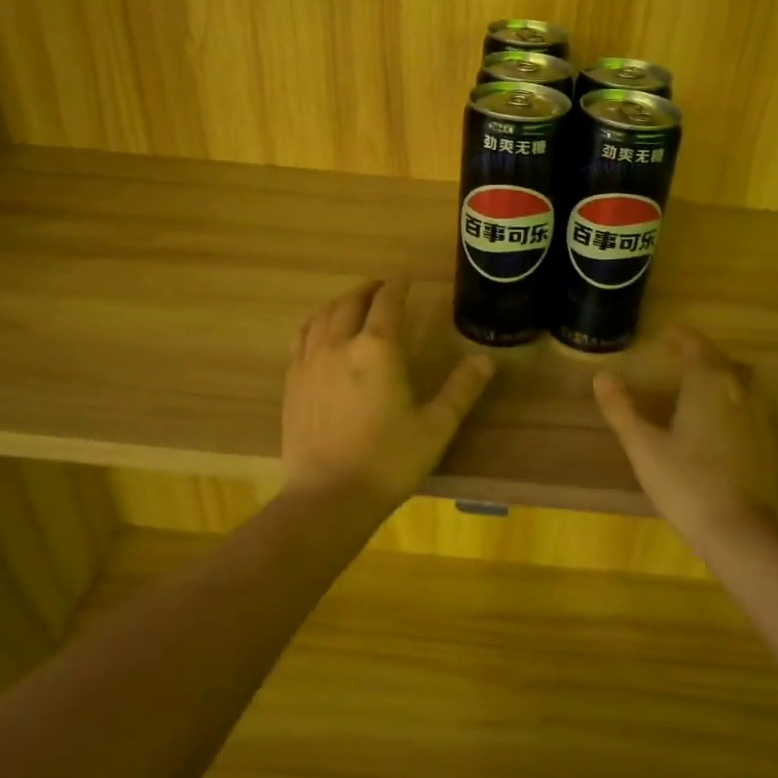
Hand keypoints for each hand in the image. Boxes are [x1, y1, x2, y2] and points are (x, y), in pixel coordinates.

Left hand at [283, 279, 494, 511]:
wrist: (328, 497)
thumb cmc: (389, 461)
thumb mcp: (436, 427)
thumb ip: (461, 389)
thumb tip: (485, 359)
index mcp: (378, 350)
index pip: (388, 303)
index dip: (398, 287)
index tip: (405, 280)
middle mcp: (340, 345)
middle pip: (351, 302)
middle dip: (368, 290)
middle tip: (381, 288)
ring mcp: (310, 362)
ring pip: (322, 316)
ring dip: (340, 303)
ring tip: (353, 304)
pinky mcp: (292, 382)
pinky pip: (301, 338)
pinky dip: (316, 324)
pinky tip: (320, 333)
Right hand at [593, 326, 777, 541]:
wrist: (741, 529)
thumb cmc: (686, 482)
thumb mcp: (643, 445)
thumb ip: (621, 409)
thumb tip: (602, 376)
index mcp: (708, 383)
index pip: (696, 347)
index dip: (681, 337)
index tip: (666, 333)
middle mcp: (738, 391)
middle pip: (722, 360)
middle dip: (701, 353)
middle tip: (678, 354)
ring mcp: (757, 416)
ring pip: (740, 381)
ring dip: (720, 373)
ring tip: (697, 382)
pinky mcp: (765, 442)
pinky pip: (747, 403)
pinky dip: (730, 397)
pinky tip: (715, 418)